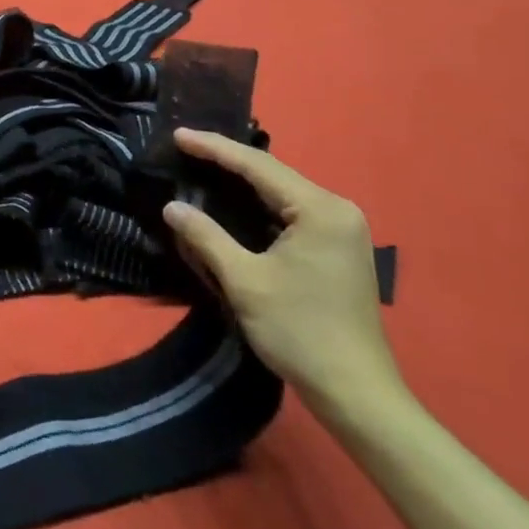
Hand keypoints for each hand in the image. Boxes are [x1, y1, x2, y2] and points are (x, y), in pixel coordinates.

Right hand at [163, 129, 403, 422]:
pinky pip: (292, 212)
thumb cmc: (299, 331)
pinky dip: (260, 205)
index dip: (214, 148)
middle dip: (227, 160)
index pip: (258, 166)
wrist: (356, 393)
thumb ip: (206, 237)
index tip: (178, 135)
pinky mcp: (338, 249)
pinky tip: (234, 203)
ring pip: (282, 193)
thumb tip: (172, 207)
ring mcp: (342, 230)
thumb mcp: (244, 281)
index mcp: (320, 209)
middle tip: (185, 147)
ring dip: (243, 182)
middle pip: (272, 174)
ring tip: (202, 166)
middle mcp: (337, 209)